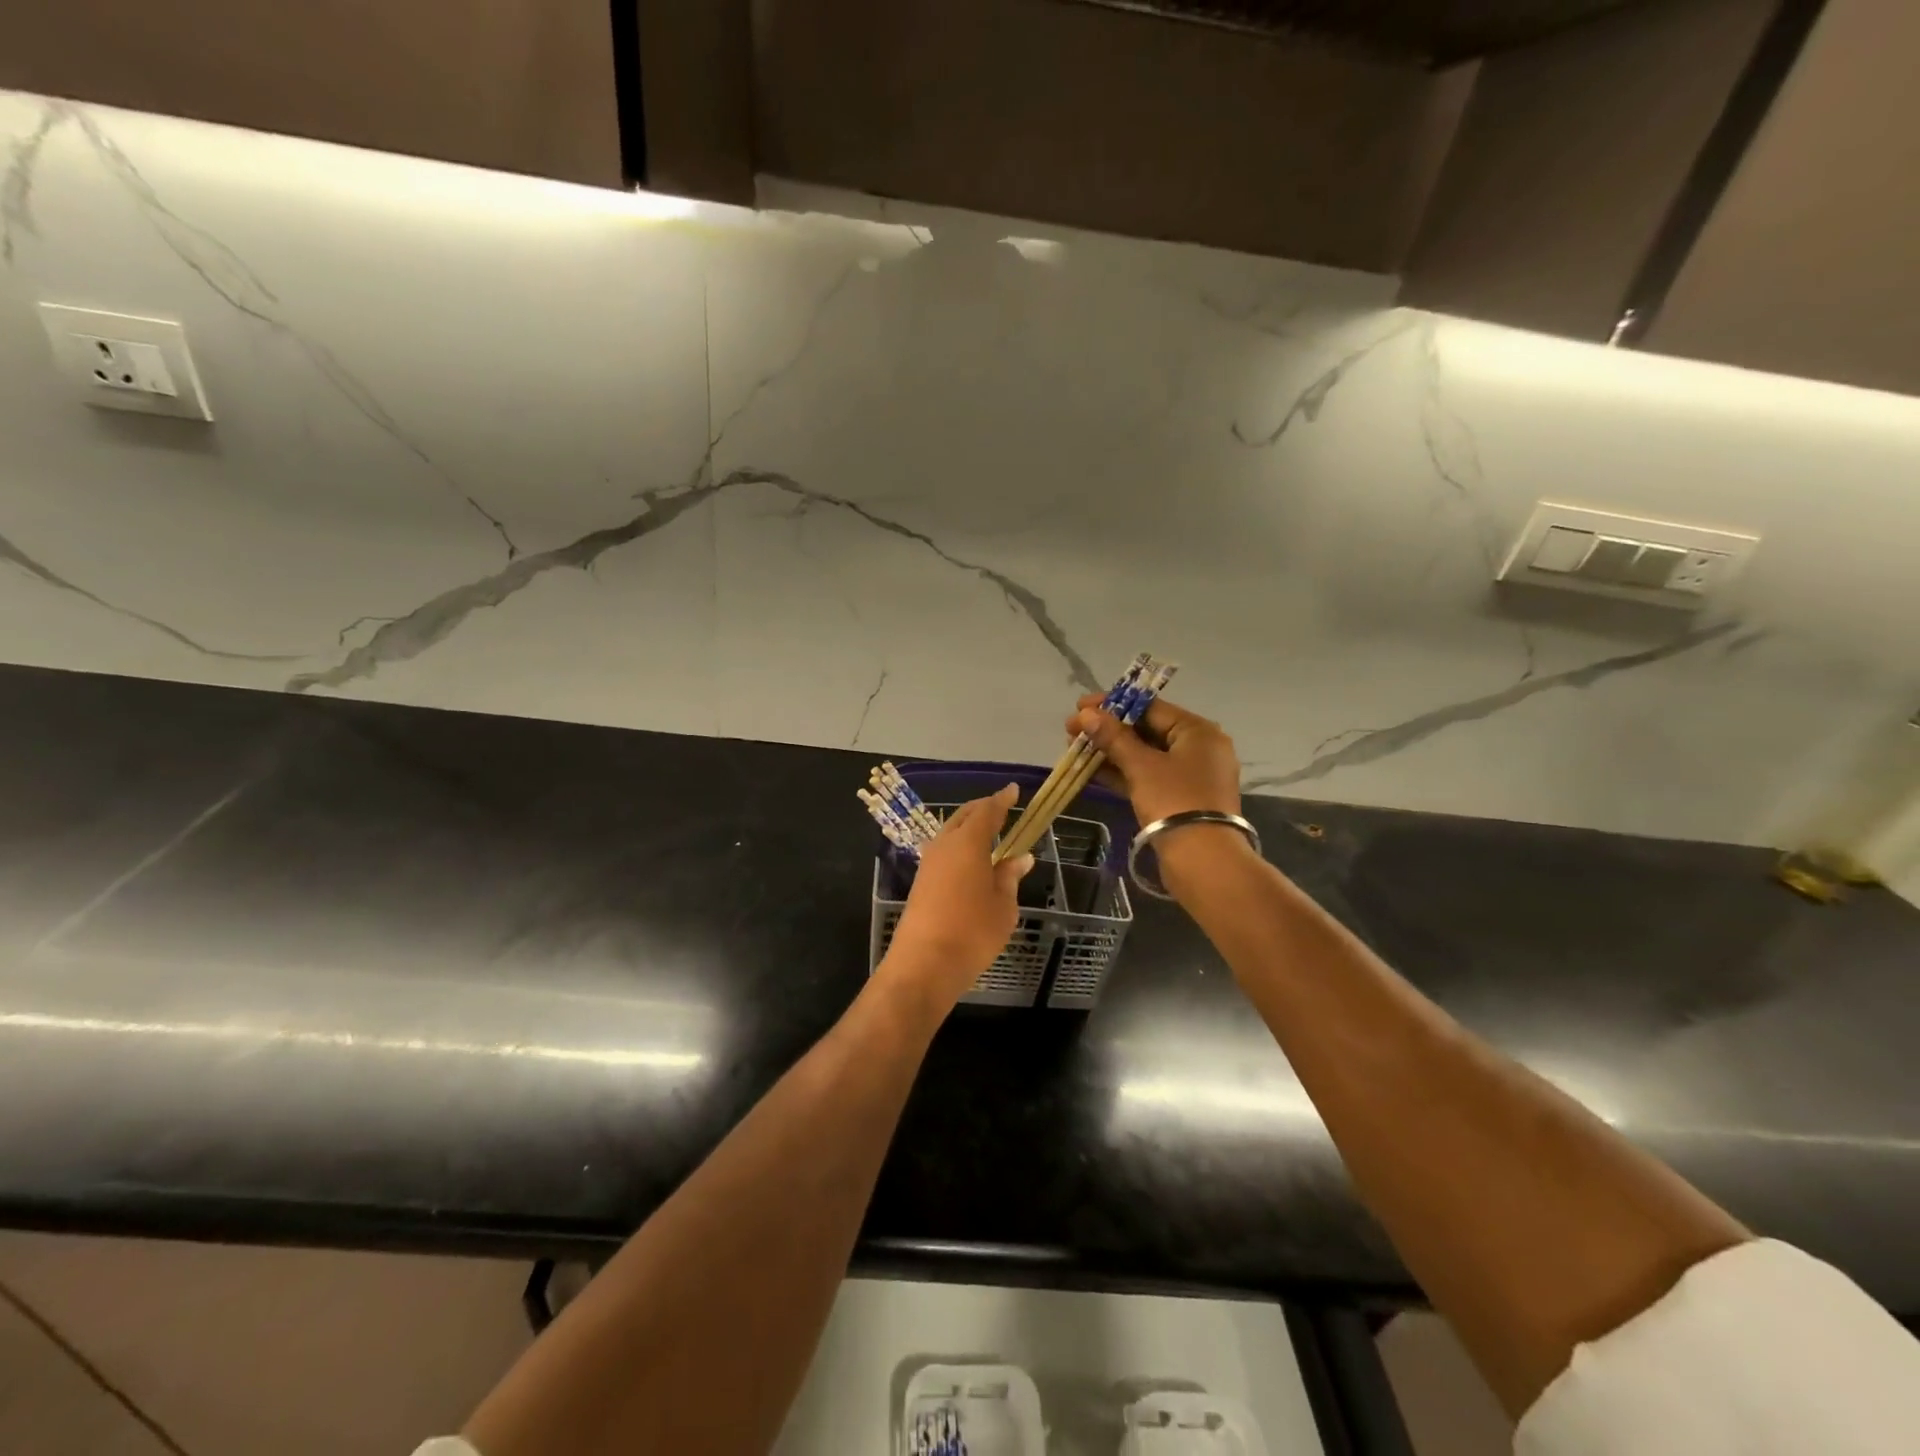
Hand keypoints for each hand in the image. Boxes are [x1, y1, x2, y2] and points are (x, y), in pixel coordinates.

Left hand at [877, 785, 1033, 1015]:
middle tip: (1001, 808)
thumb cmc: (972, 932)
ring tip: (988, 832)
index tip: (1012, 790)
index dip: (1001, 800)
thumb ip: (1009, 877)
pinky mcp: (920, 882)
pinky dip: (959, 846)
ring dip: (968, 828)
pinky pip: (943, 851)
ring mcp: (928, 863)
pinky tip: (969, 859)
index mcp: (968, 843)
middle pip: (964, 817)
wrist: (924, 964)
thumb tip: (1020, 858)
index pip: (987, 812)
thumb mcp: (1003, 906)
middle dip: (983, 810)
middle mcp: (944, 845)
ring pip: (950, 833)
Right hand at [1066, 695, 1241, 827]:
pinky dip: (1122, 773)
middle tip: (1072, 730)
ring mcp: (1189, 776)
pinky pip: (1147, 777)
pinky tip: (1091, 771)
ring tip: (1075, 750)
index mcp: (1198, 731)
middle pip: (1146, 730)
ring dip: (1110, 752)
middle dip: (1107, 730)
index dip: (1112, 705)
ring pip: (1144, 756)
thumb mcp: (1141, 766)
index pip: (1150, 707)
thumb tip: (1087, 714)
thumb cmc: (1174, 801)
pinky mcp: (1179, 799)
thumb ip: (1113, 737)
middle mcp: (1198, 749)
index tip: (1080, 706)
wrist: (1202, 860)